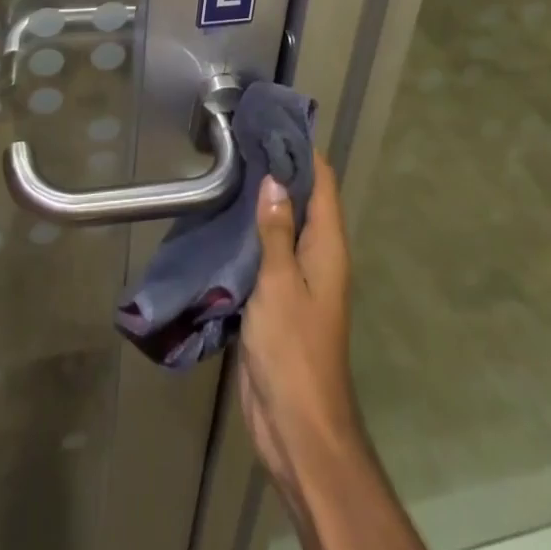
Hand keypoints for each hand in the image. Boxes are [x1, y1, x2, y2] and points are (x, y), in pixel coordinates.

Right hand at [239, 156, 361, 496]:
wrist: (297, 429)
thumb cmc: (294, 351)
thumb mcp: (280, 284)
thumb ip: (276, 231)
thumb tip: (274, 178)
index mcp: (328, 247)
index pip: (322, 182)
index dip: (303, 150)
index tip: (273, 121)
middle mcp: (317, 256)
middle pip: (301, 199)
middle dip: (278, 169)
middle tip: (241, 139)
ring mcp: (297, 279)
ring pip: (281, 225)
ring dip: (261, 201)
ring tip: (227, 169)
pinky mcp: (276, 300)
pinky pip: (266, 253)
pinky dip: (250, 232)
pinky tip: (222, 220)